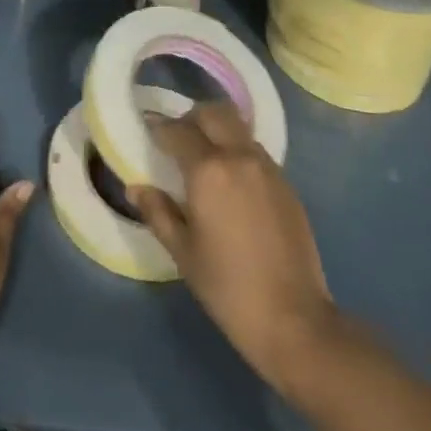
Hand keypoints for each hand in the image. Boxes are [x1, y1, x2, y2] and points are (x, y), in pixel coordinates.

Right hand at [130, 103, 338, 382]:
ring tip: (204, 157)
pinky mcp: (286, 182)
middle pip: (213, 113)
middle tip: (177, 138)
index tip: (148, 129)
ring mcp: (267, 166)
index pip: (178, 131)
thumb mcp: (183, 252)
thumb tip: (136, 187)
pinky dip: (237, 149)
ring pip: (237, 127)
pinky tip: (231, 180)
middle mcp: (239, 156)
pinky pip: (255, 149)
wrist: (294, 318)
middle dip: (191, 118)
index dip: (159, 127)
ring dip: (217, 130)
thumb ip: (158, 213)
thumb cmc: (228, 287)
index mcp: (208, 170)